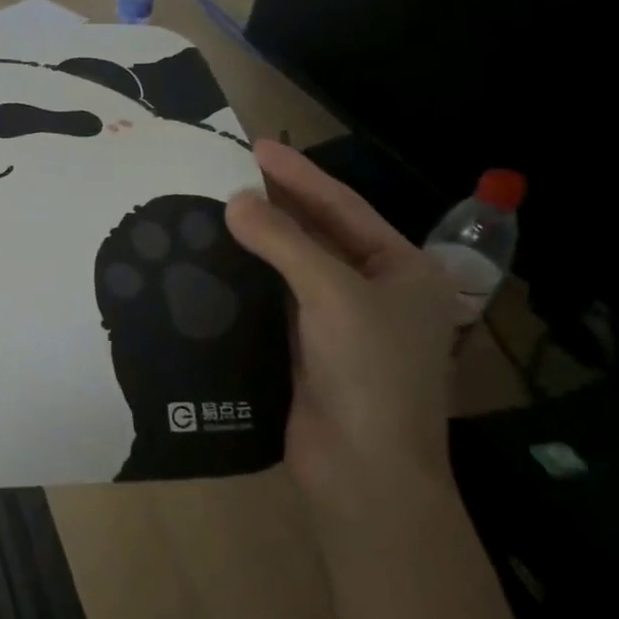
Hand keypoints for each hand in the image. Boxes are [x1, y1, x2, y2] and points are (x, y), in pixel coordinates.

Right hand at [226, 141, 459, 532]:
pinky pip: (276, 299)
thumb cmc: (369, 373)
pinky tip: (218, 258)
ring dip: (259, 239)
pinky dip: (250, 277)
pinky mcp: (307, 348)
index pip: (343, 208)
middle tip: (228, 170)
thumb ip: (284, 243)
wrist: (364, 471)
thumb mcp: (333, 295)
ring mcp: (341, 322)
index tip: (254, 146)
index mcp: (403, 271)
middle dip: (277, 203)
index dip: (298, 175)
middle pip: (320, 234)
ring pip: (294, 267)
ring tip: (215, 206)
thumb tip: (234, 201)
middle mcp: (376, 291)